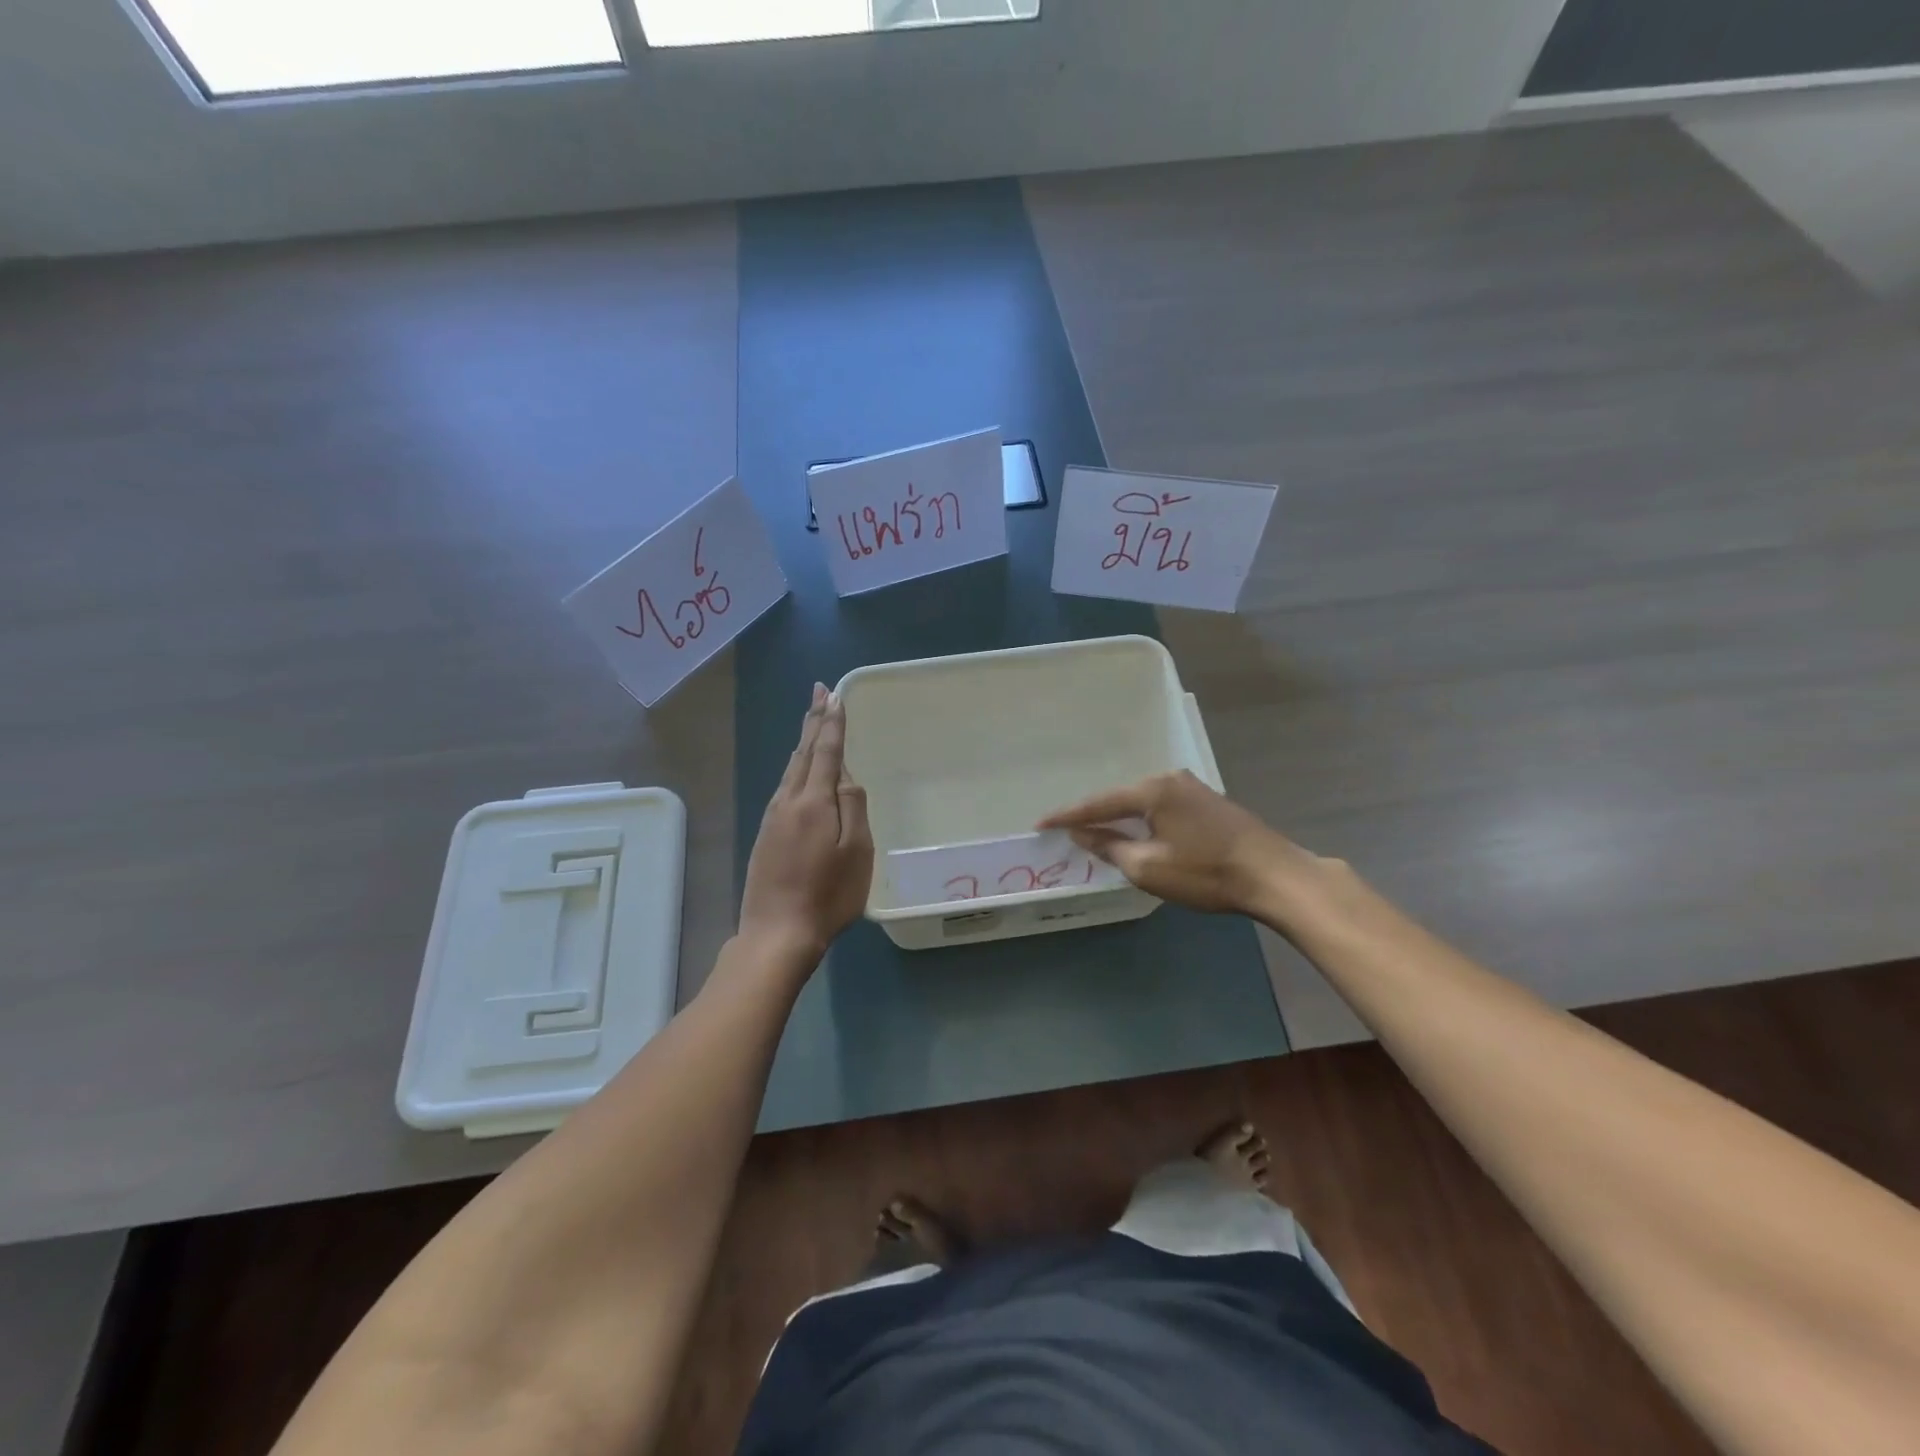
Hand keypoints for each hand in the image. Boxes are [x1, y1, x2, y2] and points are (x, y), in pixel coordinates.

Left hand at [738, 684, 873, 963]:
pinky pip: (783, 787)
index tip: (834, 695)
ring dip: (802, 742)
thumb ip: (853, 806)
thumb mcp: (857, 851)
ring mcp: (772, 818)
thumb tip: (844, 774)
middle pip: (803, 753)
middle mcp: (789, 801)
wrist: (777, 932)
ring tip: (811, 723)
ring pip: (790, 769)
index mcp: (814, 801)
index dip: (832, 722)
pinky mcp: (765, 834)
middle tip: (819, 693)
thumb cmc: (828, 895)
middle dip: (813, 721)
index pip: (825, 751)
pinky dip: (794, 767)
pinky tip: (796, 769)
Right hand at [1039, 770, 1310, 917]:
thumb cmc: (1207, 872)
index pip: (1099, 803)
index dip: (1067, 816)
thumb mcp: (1149, 867)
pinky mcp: (1208, 803)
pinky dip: (1144, 821)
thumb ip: (1110, 847)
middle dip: (1094, 815)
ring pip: (1143, 803)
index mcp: (1152, 790)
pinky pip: (1162, 808)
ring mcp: (1193, 788)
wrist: (1275, 875)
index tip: (1040, 823)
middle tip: (1066, 830)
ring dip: (1121, 819)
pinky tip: (1138, 833)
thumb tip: (1083, 833)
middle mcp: (1170, 779)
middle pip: (1120, 799)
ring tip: (1096, 832)